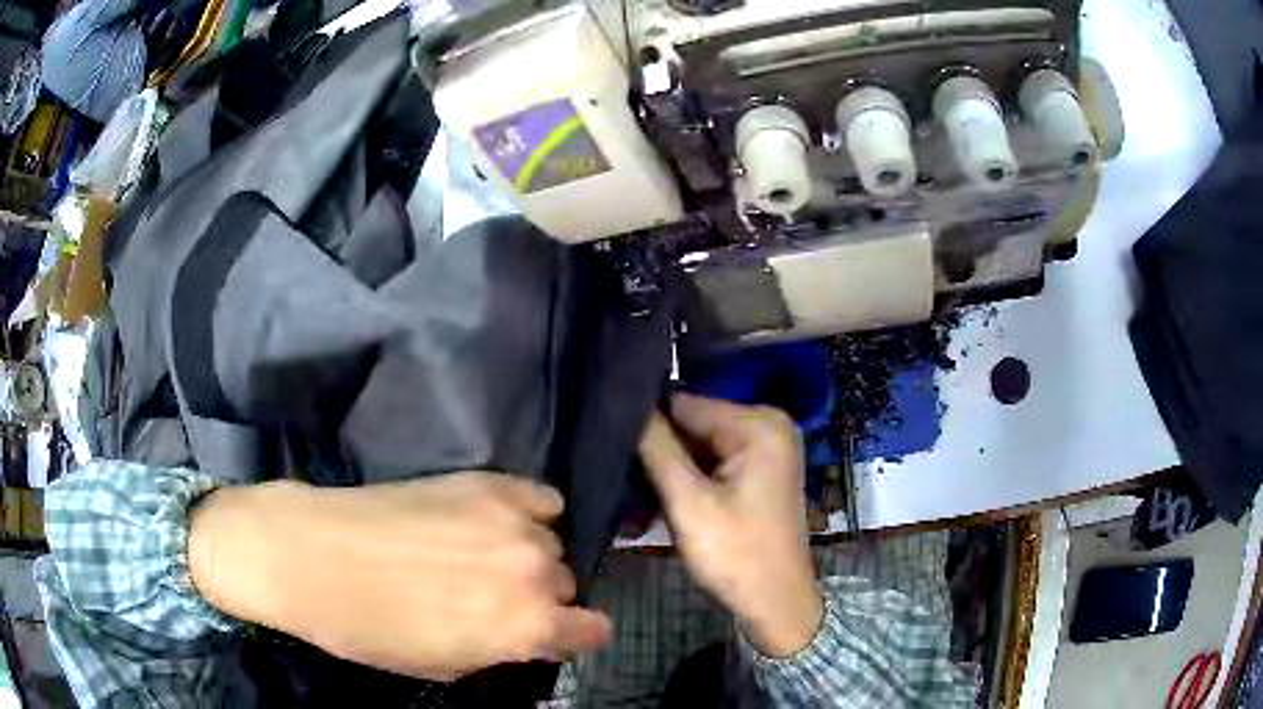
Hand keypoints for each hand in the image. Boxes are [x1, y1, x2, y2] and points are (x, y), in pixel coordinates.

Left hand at [188, 472, 610, 679]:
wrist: (312, 556)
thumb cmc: (370, 629)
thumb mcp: (443, 665)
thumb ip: (499, 650)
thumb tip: (521, 634)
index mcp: (525, 627)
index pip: (592, 629)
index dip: (573, 635)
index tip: (555, 633)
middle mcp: (534, 572)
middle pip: (564, 584)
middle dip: (539, 596)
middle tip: (495, 596)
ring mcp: (513, 520)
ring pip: (551, 542)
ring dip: (527, 555)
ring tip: (483, 554)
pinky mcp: (488, 481)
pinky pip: (542, 497)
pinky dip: (529, 511)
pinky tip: (496, 520)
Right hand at [639, 393, 822, 656]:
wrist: (776, 604)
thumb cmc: (736, 555)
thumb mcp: (689, 503)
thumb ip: (657, 448)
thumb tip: (625, 404)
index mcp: (759, 424)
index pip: (685, 404)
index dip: (646, 422)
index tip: (608, 441)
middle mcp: (767, 425)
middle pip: (693, 424)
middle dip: (659, 448)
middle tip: (617, 471)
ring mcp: (766, 449)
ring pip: (699, 445)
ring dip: (669, 466)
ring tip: (632, 487)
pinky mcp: (759, 471)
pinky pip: (713, 462)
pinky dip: (687, 478)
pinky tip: (658, 495)